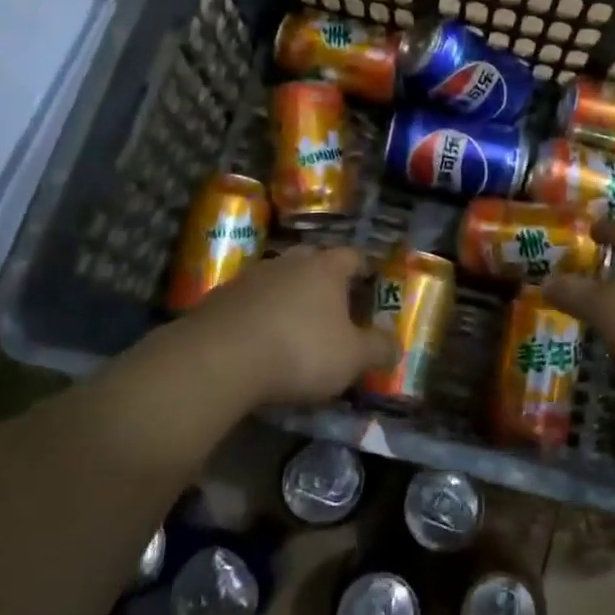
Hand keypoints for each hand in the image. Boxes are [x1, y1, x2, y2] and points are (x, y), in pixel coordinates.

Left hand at [179, 245, 395, 404]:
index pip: (352, 256)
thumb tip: (396, 345)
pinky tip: (258, 340)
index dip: (363, 269)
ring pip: (278, 278)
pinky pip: (248, 300)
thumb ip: (378, 349)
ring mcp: (251, 276)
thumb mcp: (351, 359)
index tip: (369, 282)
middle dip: (323, 278)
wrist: (219, 358)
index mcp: (326, 268)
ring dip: (287, 296)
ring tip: (293, 325)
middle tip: (332, 303)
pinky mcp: (219, 298)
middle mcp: (289, 262)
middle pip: (312, 260)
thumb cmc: (299, 350)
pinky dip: (258, 314)